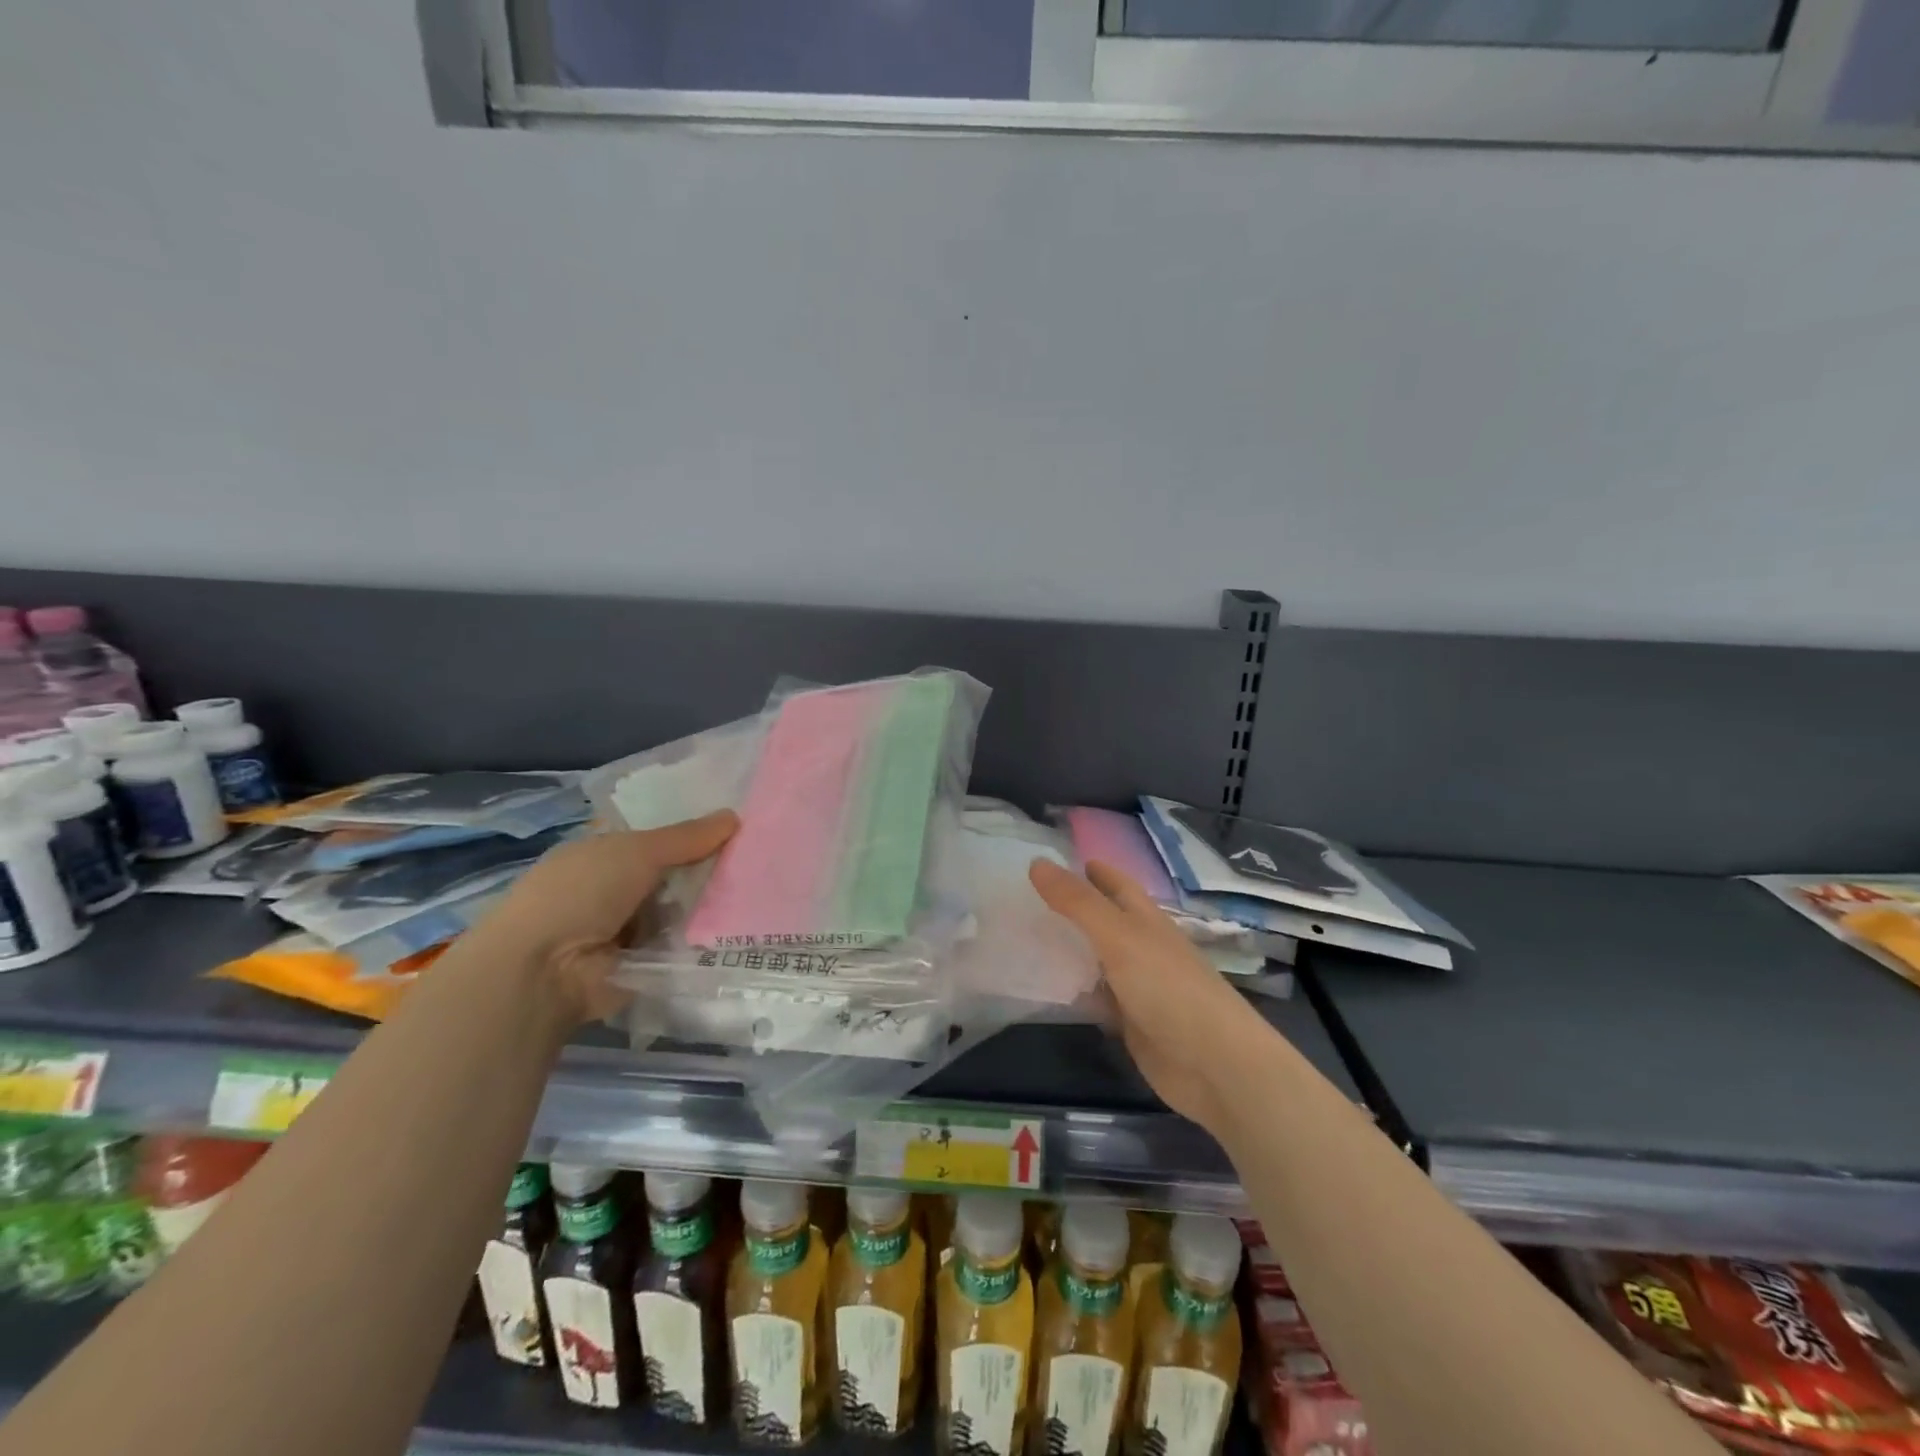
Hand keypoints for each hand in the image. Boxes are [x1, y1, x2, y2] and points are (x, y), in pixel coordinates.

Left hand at [483, 812, 737, 1025]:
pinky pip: (682, 944)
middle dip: (710, 867)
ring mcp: (628, 928)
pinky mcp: (643, 963)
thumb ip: (687, 837)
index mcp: (604, 853)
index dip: (693, 830)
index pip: (657, 837)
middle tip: (760, 859)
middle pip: (674, 872)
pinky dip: (704, 938)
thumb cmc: (582, 892)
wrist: (545, 971)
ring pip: (682, 908)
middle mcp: (615, 888)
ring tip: (760, 892)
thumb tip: (734, 816)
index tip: (738, 826)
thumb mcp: (638, 851)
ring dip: (711, 904)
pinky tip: (743, 926)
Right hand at [1029, 858, 1262, 1135]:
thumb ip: (1078, 903)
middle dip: (1073, 908)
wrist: (1215, 1066)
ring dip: (1069, 950)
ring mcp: (1138, 987)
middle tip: (1026, 898)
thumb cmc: (1169, 989)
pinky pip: (1095, 999)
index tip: (1057, 860)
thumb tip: (1037, 862)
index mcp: (1147, 920)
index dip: (1093, 871)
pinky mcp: (1131, 1023)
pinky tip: (1044, 989)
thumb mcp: (1119, 937)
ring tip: (1025, 938)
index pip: (1117, 885)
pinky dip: (1073, 991)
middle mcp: (1142, 948)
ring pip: (1096, 960)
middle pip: (1105, 921)